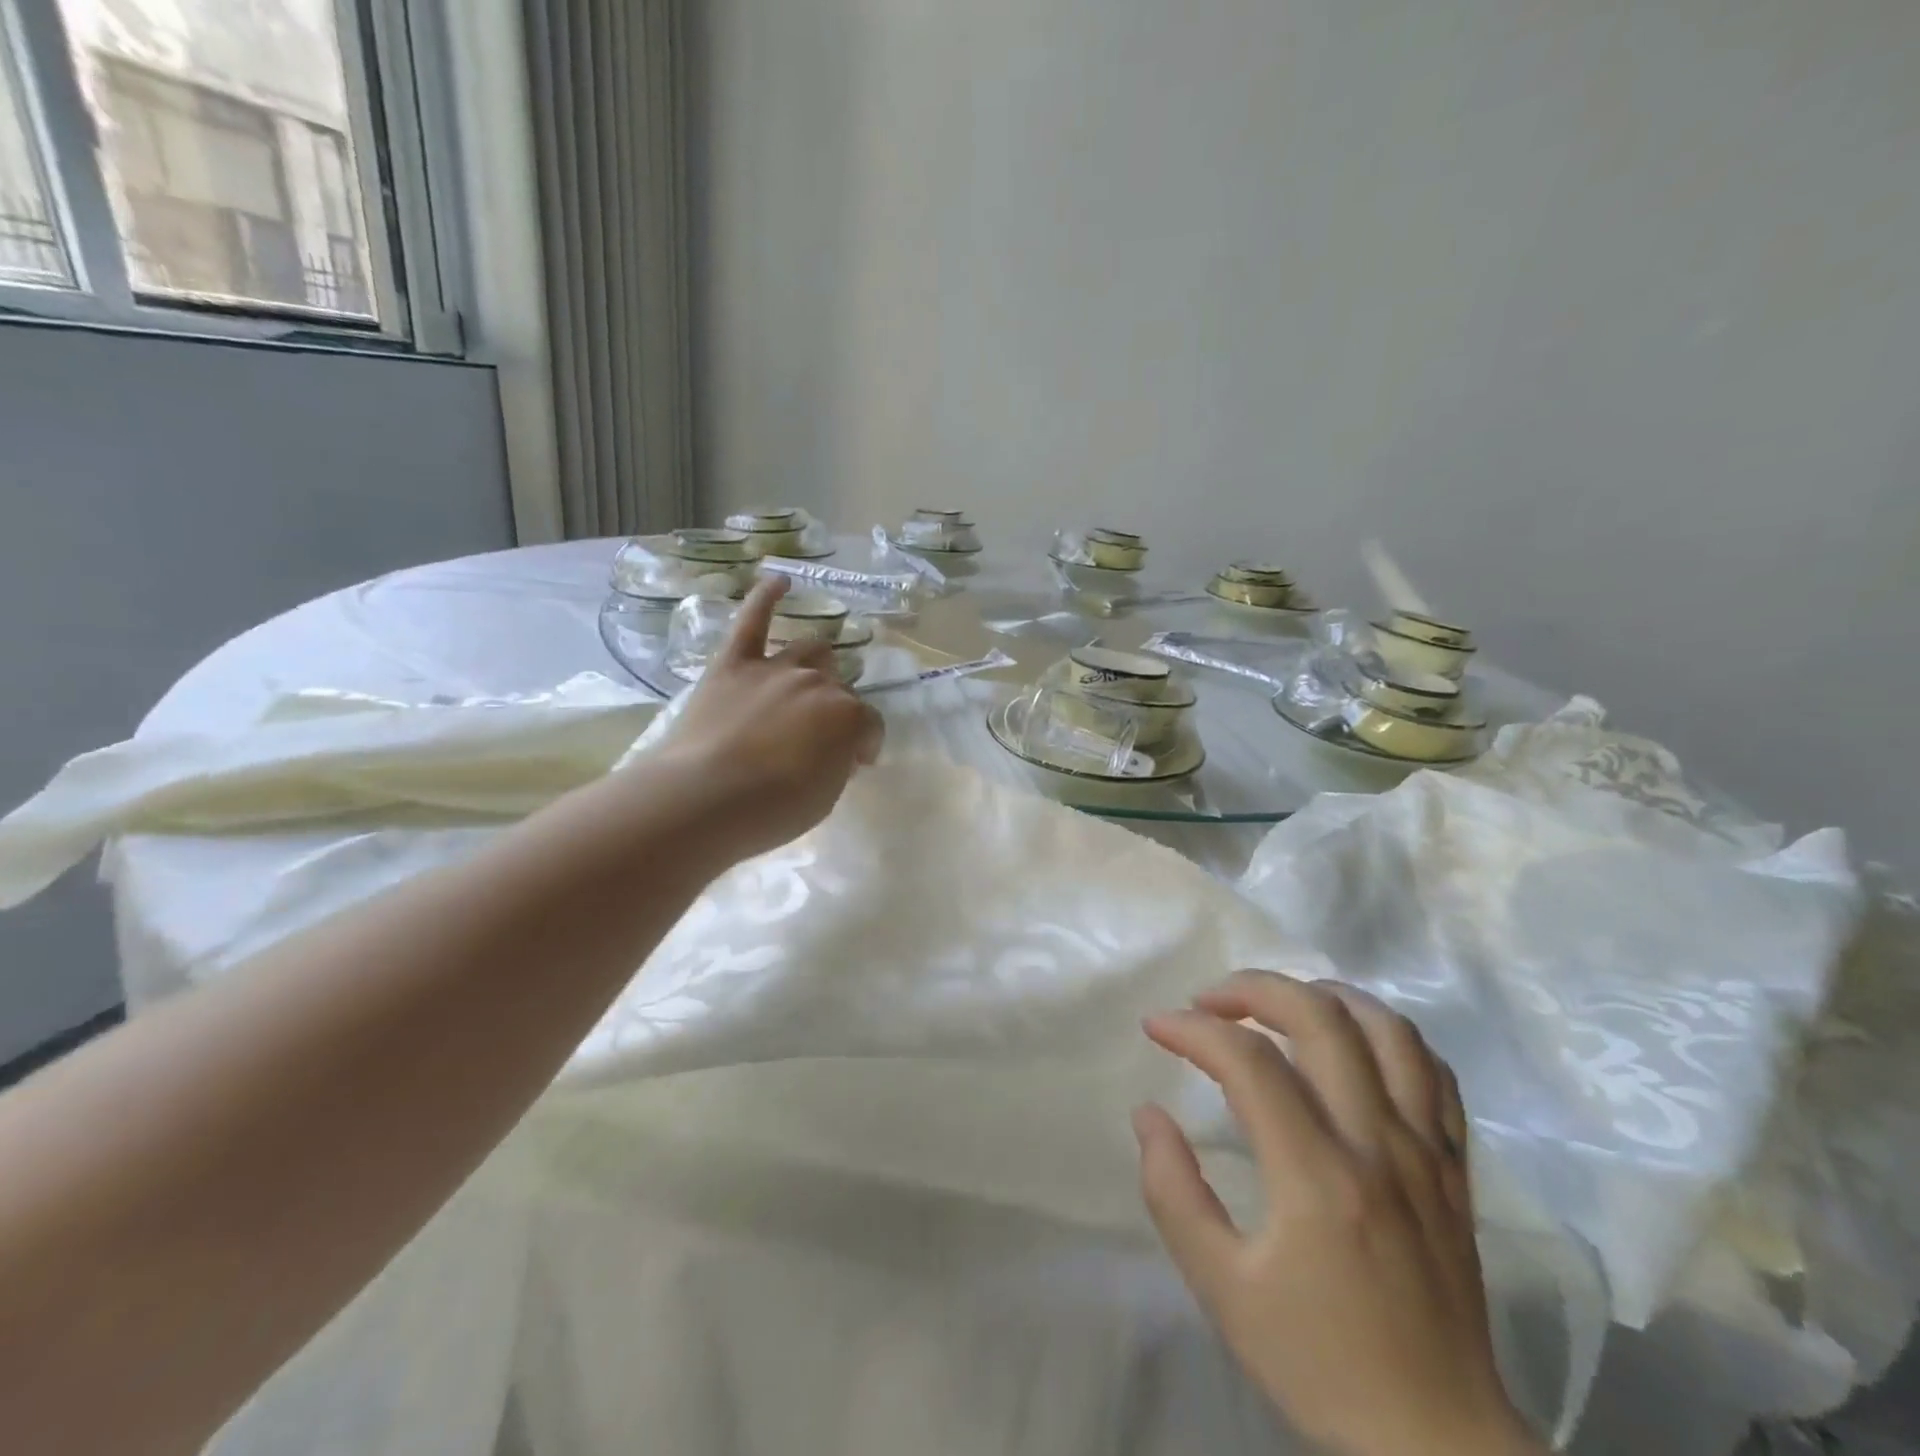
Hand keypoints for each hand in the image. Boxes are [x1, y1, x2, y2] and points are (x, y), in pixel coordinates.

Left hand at [658, 577, 884, 859]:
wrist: (706, 799)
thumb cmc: (773, 810)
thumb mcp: (826, 796)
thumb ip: (838, 762)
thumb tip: (835, 748)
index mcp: (849, 717)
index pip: (871, 725)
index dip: (866, 745)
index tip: (857, 763)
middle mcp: (819, 684)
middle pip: (839, 686)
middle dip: (837, 709)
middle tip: (820, 736)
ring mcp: (776, 669)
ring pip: (810, 650)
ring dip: (816, 662)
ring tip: (811, 677)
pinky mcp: (734, 664)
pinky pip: (753, 620)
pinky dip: (766, 598)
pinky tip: (778, 581)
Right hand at [1135, 973, 1542, 1455]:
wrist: (1439, 1444)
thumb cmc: (1320, 1363)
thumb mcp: (1222, 1290)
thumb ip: (1174, 1193)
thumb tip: (1149, 1114)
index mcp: (1319, 1178)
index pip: (1249, 1062)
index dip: (1192, 1030)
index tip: (1156, 1027)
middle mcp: (1379, 1145)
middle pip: (1321, 1018)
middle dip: (1253, 988)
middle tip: (1208, 1001)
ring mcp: (1427, 1152)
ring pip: (1387, 1029)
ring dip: (1323, 996)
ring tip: (1277, 1004)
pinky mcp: (1455, 1168)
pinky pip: (1433, 1072)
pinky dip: (1386, 1035)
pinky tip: (1350, 1043)